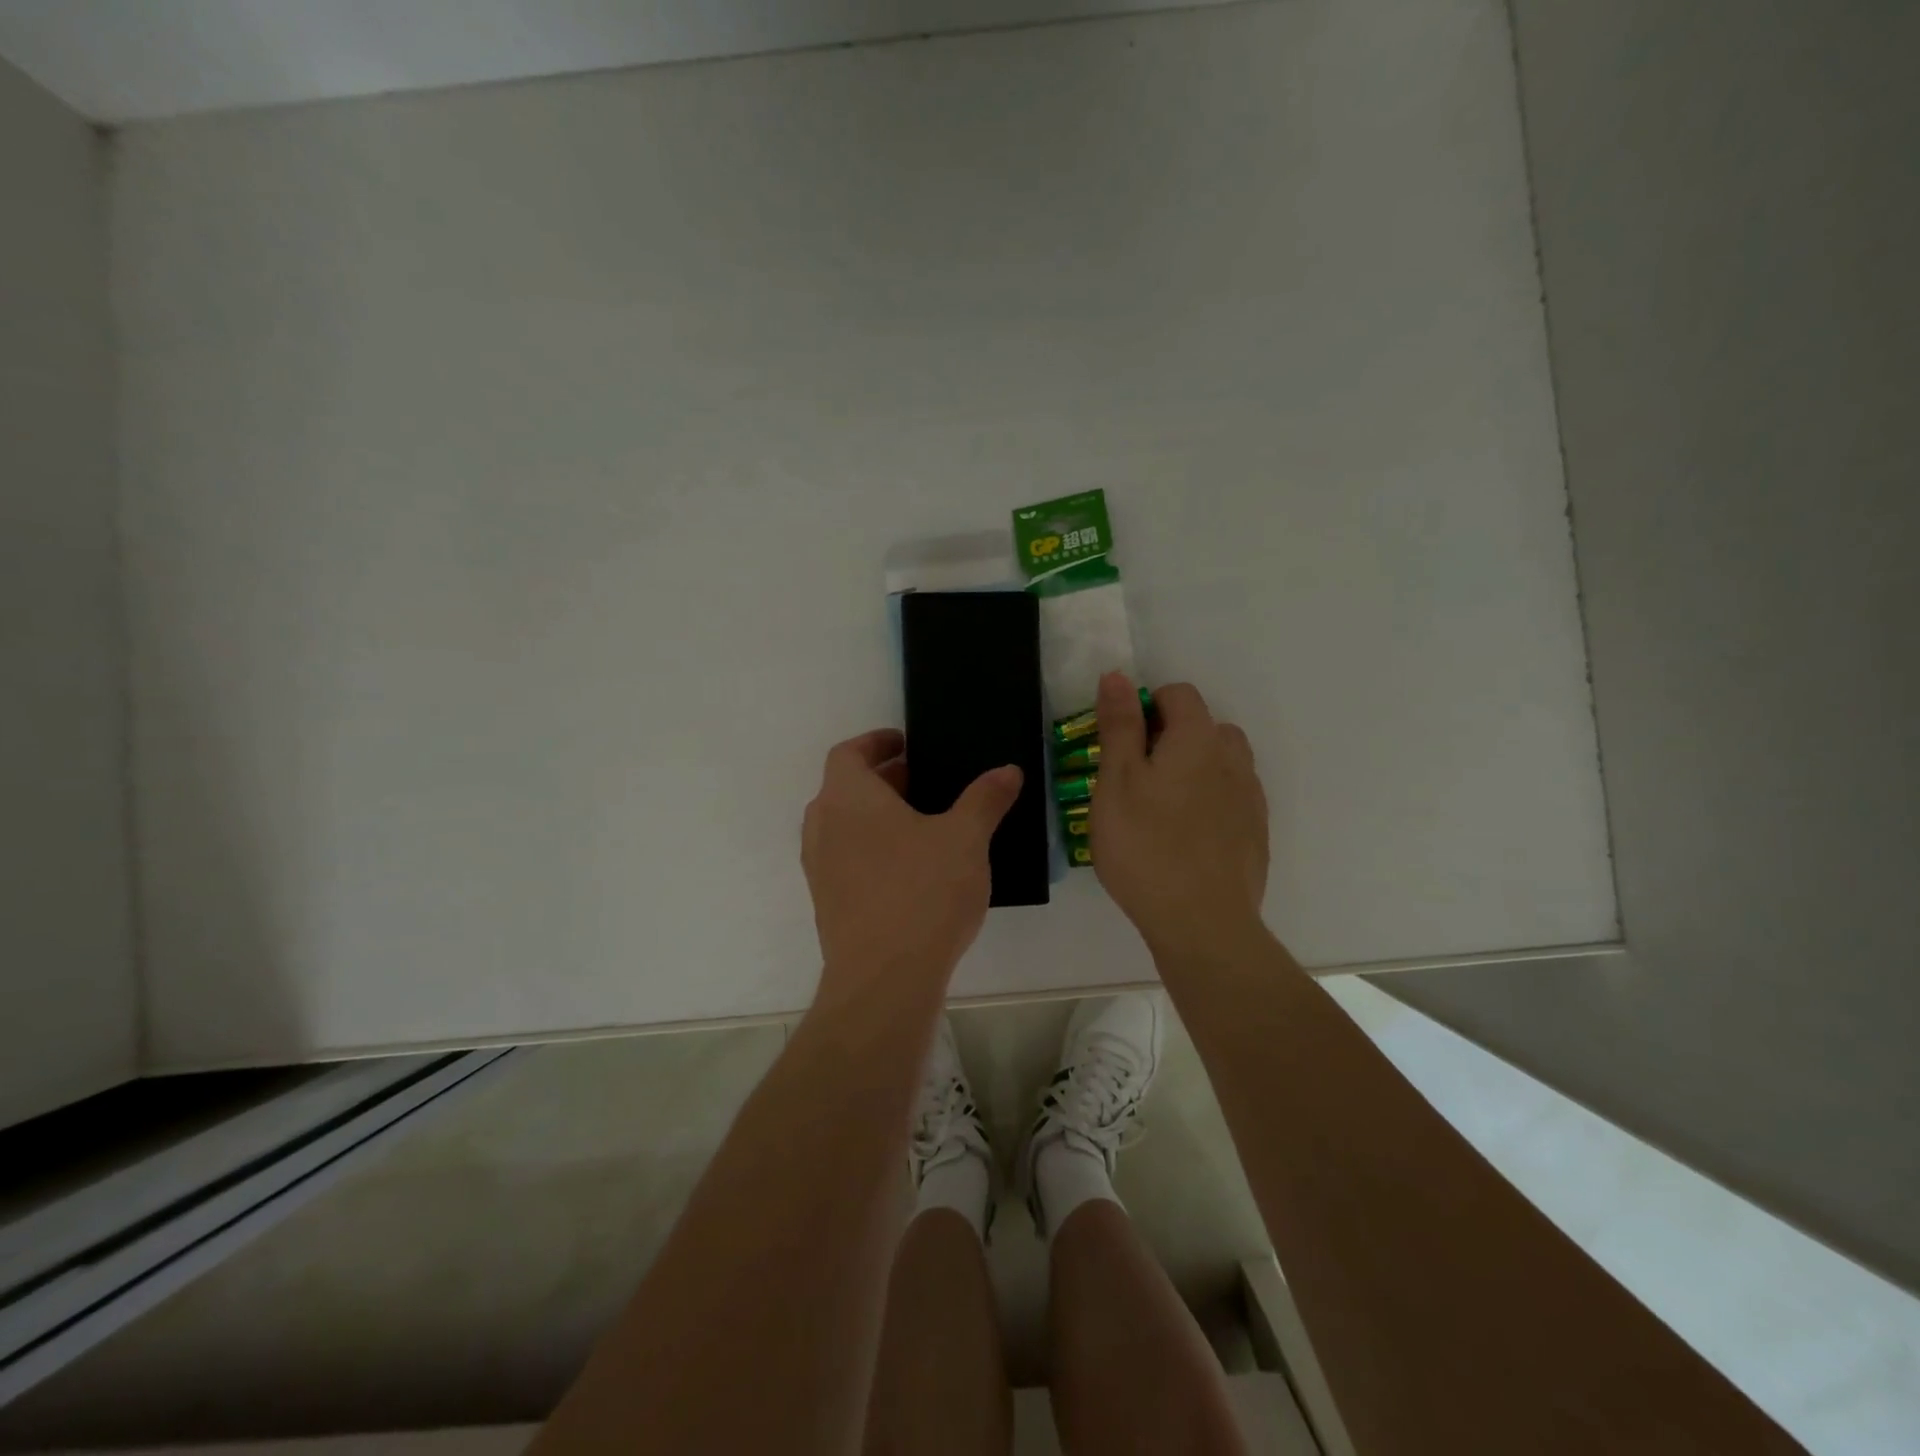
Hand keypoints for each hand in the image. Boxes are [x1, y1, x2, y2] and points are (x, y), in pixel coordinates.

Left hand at [802, 729, 1022, 998]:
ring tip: (923, 825)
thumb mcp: (966, 839)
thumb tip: (1007, 770)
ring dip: (877, 817)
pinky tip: (911, 870)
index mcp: (848, 798)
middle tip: (926, 783)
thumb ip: (985, 799)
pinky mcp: (827, 903)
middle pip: (846, 788)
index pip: (848, 753)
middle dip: (885, 780)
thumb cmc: (923, 892)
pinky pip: (846, 859)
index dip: (876, 742)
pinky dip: (872, 850)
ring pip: (845, 826)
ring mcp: (820, 868)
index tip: (906, 744)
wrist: (884, 980)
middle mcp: (823, 826)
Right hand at [1091, 673, 1269, 958]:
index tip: (1121, 743)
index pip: (1179, 694)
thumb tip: (1119, 676)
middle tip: (1135, 778)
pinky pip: (1232, 797)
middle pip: (1204, 726)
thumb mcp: (1116, 781)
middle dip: (1170, 737)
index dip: (1146, 706)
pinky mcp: (1255, 833)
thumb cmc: (1145, 846)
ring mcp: (1250, 798)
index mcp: (1198, 739)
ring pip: (1222, 762)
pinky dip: (1209, 801)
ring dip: (1193, 768)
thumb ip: (1119, 725)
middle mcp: (1233, 759)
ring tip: (1161, 806)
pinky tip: (1184, 836)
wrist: (1202, 923)